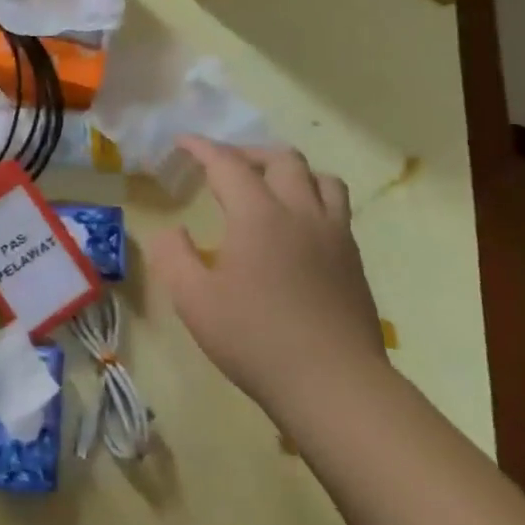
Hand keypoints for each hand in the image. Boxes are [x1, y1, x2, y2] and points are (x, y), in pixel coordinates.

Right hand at [151, 137, 389, 435]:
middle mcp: (300, 212)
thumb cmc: (254, 338)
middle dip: (248, 153)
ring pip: (320, 178)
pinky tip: (297, 227)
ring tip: (269, 186)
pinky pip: (336, 208)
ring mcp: (334, 234)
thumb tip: (172, 231)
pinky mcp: (353, 259)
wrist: (333, 383)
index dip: (202, 147)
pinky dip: (312, 198)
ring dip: (290, 171)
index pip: (228, 164)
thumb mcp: (193, 301)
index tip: (183, 141)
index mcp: (258, 215)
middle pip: (282, 159)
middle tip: (225, 166)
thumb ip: (173, 256)